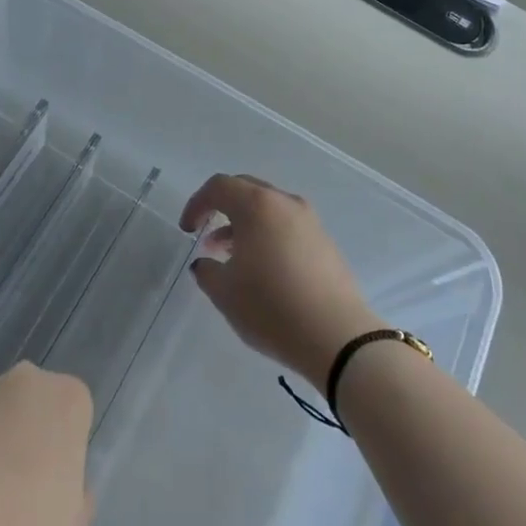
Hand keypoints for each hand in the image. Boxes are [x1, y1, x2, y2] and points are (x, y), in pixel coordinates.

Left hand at [0, 362, 94, 525]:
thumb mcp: (74, 524)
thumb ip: (78, 489)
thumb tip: (60, 479)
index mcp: (68, 398)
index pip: (75, 412)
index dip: (65, 446)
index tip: (54, 481)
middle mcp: (27, 379)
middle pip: (35, 401)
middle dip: (30, 429)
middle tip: (20, 480)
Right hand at [182, 173, 382, 384]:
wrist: (338, 338)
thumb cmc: (272, 308)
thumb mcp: (225, 292)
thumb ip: (207, 270)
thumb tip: (207, 262)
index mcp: (257, 205)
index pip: (219, 187)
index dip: (197, 204)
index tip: (187, 230)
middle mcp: (284, 203)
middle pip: (245, 189)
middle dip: (221, 208)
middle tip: (206, 233)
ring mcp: (309, 221)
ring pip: (268, 209)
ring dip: (244, 224)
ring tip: (230, 255)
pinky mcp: (325, 243)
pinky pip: (286, 226)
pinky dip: (267, 235)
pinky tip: (261, 268)